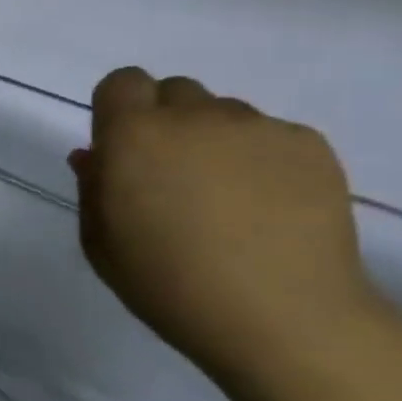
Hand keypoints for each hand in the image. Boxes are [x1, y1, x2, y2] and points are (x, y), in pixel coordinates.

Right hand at [68, 68, 401, 398]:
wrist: (282, 318)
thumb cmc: (169, 285)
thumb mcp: (101, 243)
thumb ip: (92, 188)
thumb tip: (96, 155)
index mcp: (134, 135)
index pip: (122, 82)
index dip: (120, 110)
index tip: (125, 150)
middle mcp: (194, 116)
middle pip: (174, 92)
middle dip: (167, 123)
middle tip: (174, 177)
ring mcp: (257, 127)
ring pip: (224, 114)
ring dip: (215, 141)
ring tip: (228, 199)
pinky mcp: (309, 145)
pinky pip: (271, 136)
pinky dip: (262, 160)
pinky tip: (269, 209)